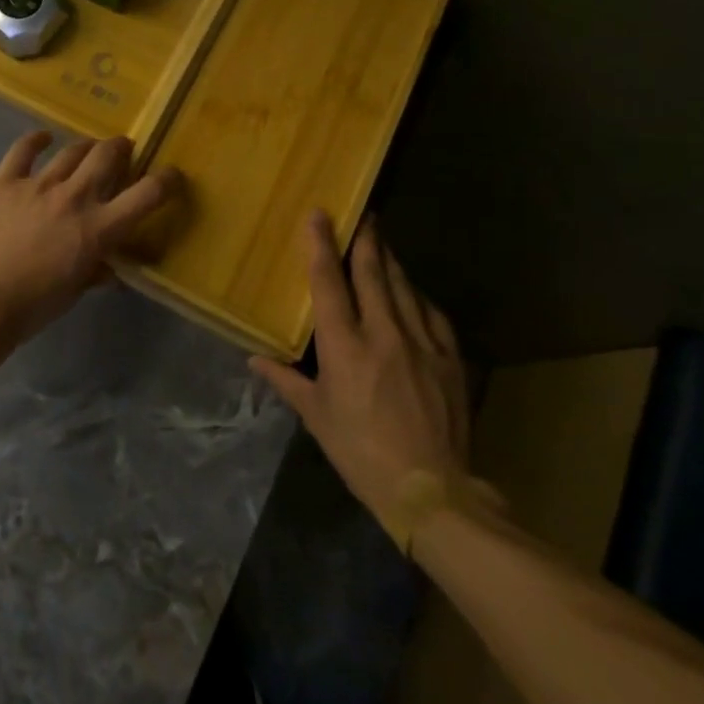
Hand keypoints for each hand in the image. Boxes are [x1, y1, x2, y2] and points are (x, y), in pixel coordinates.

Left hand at [0, 132, 179, 346]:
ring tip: (89, 147)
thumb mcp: (72, 293)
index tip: (172, 175)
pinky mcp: (4, 181)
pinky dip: (36, 140)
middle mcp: (74, 198)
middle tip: (122, 150)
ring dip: (86, 146)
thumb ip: (93, 272)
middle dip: (120, 148)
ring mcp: (37, 185)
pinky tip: (43, 138)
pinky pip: (23, 150)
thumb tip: (108, 269)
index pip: (146, 195)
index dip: (166, 181)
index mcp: (98, 229)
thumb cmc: (31, 307)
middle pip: (107, 157)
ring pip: (71, 151)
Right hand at [249, 213, 472, 543]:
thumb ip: (286, 381)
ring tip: (382, 242)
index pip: (329, 282)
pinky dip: (417, 295)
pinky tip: (413, 291)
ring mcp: (421, 343)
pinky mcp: (449, 358)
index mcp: (345, 346)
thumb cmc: (361, 452)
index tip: (319, 214)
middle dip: (366, 239)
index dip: (321, 244)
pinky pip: (432, 313)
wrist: (431, 489)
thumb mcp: (317, 417)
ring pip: (404, 286)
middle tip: (363, 213)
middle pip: (372, 272)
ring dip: (390, 261)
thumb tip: (254, 359)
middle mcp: (383, 333)